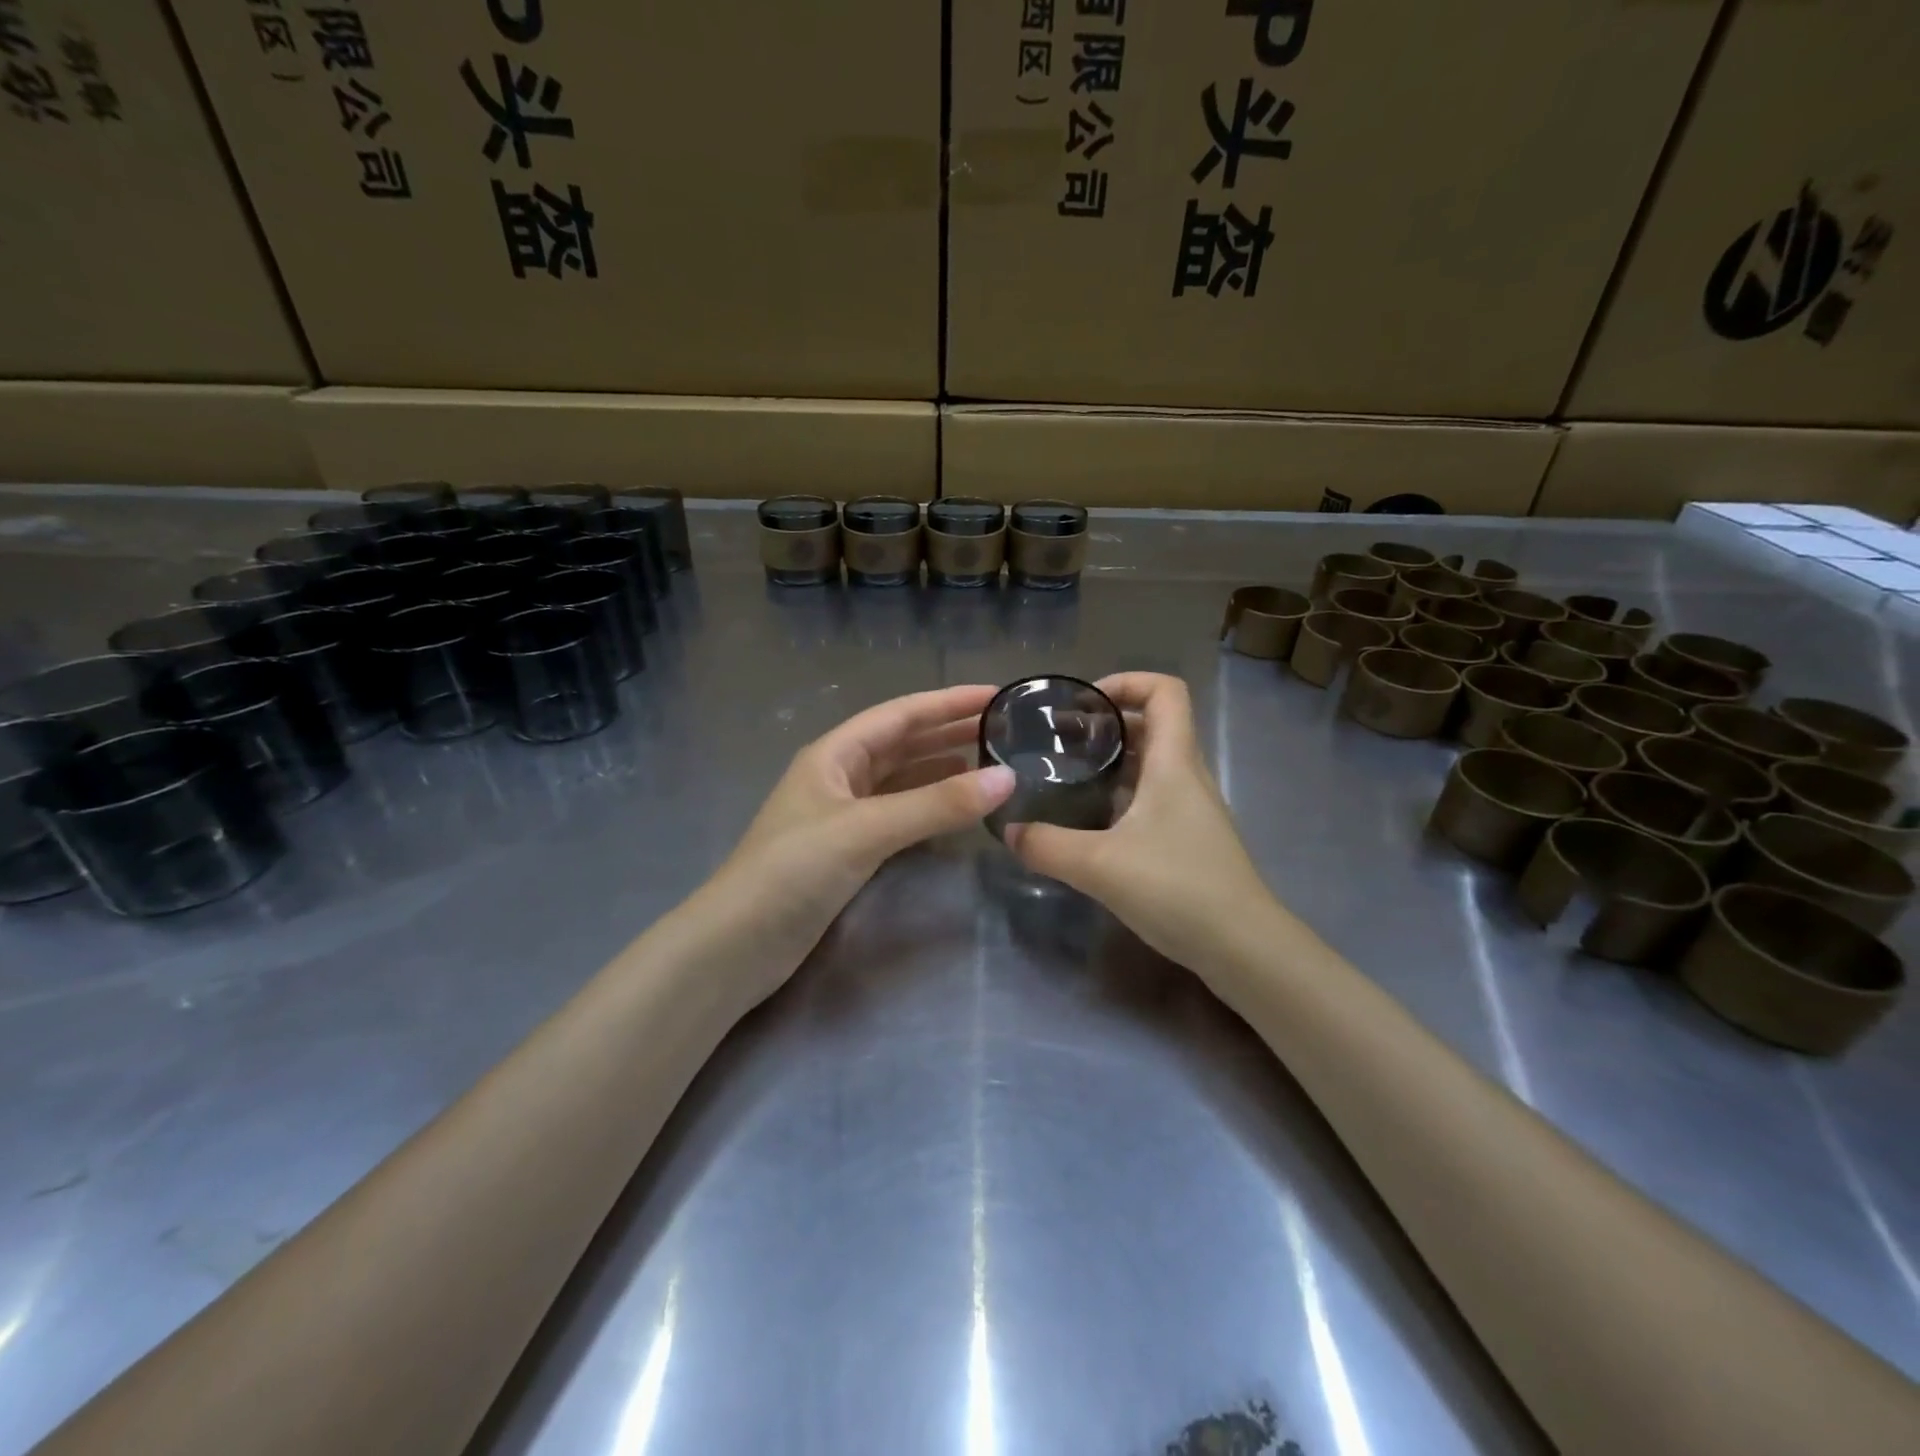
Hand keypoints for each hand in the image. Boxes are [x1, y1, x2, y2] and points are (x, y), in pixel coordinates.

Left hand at [691, 684, 1015, 999]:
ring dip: (942, 768)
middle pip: (902, 743)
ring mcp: (843, 814)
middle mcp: (839, 775)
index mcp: (834, 753)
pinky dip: (929, 806)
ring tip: (990, 764)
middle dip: (949, 731)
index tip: (996, 695)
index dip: (948, 702)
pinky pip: (899, 814)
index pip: (901, 714)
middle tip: (1003, 728)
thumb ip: (936, 804)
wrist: (737, 944)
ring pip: (902, 779)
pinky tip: (955, 809)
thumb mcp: (867, 829)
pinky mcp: (848, 850)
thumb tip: (1007, 778)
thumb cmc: (794, 870)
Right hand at [1005, 673, 1273, 973]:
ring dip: (1112, 761)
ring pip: (1151, 764)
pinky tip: (1089, 823)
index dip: (1126, 682)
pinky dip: (1120, 796)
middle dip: (1106, 723)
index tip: (1083, 703)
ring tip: (1067, 776)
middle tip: (1060, 741)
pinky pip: (1152, 798)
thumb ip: (1047, 845)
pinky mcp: (1188, 839)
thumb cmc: (1177, 888)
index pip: (1165, 691)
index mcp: (1174, 762)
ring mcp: (1191, 810)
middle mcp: (1186, 776)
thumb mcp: (1099, 865)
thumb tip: (1010, 831)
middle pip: (1153, 725)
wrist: (1242, 948)